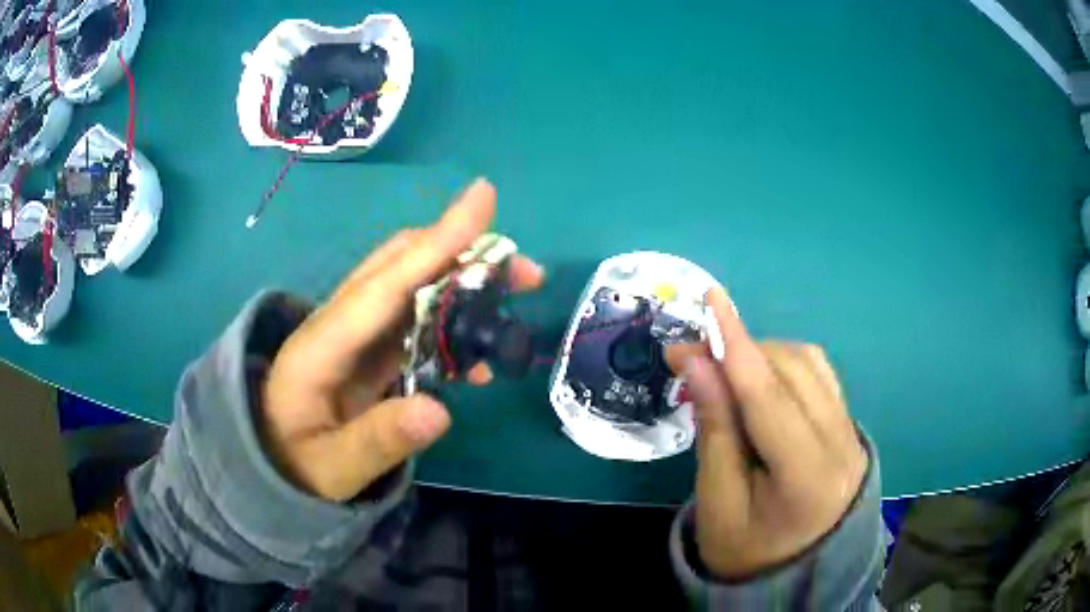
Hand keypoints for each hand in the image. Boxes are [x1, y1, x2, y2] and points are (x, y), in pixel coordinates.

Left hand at [261, 179, 543, 501]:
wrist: (270, 463)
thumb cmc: (295, 464)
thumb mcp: (334, 467)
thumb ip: (379, 441)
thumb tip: (441, 411)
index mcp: (322, 344)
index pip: (385, 282)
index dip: (436, 242)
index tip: (484, 198)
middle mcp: (339, 323)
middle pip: (399, 266)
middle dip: (463, 254)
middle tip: (525, 272)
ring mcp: (354, 333)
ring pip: (412, 287)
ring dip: (463, 284)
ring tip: (514, 300)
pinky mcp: (367, 349)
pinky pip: (414, 321)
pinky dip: (452, 324)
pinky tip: (477, 357)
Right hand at [666, 288, 866, 578]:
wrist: (798, 573)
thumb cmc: (747, 550)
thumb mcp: (717, 502)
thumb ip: (714, 430)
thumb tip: (697, 361)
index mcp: (808, 478)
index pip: (772, 398)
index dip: (739, 345)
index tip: (710, 300)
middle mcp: (842, 445)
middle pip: (792, 373)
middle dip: (741, 351)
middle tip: (692, 355)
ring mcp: (851, 432)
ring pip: (809, 365)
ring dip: (763, 355)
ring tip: (724, 372)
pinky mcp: (848, 425)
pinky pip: (819, 375)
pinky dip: (784, 364)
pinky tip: (760, 379)